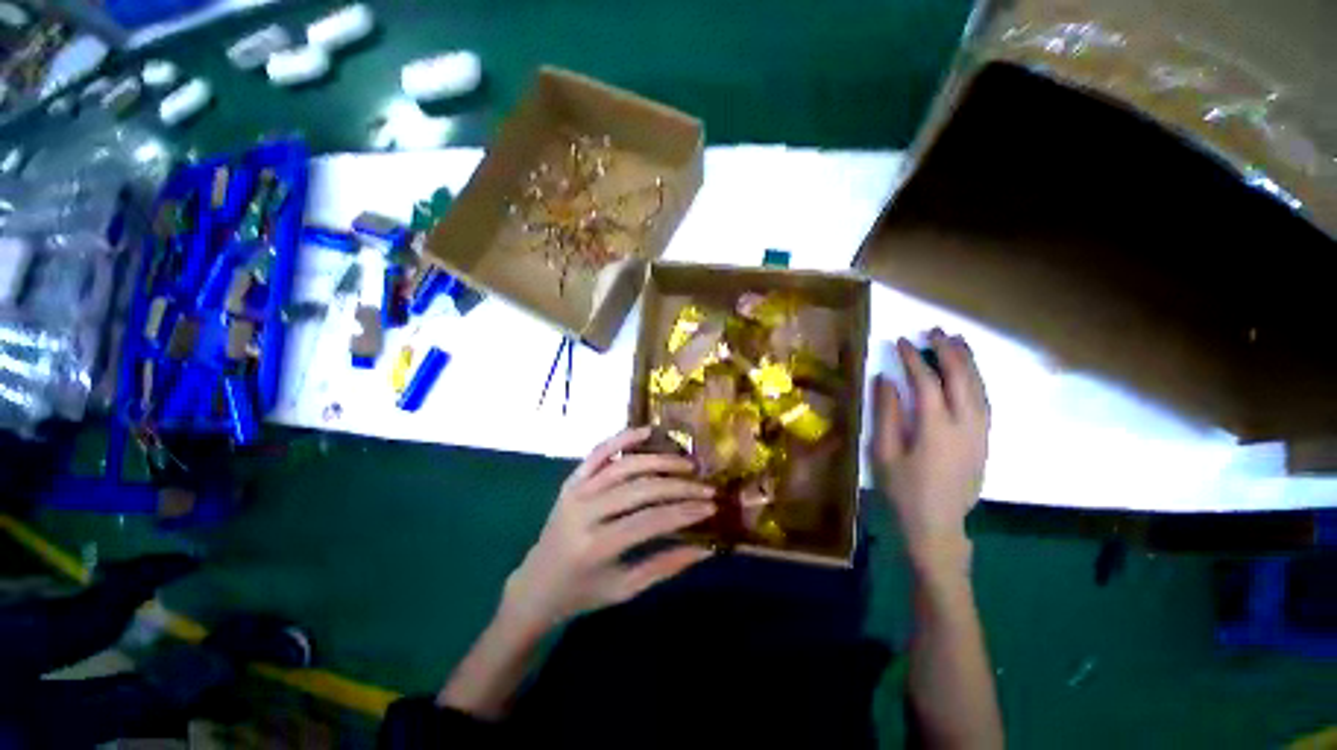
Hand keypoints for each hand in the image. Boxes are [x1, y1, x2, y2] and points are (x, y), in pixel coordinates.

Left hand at [501, 427, 716, 633]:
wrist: (535, 585)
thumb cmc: (582, 593)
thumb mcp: (625, 589)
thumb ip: (666, 566)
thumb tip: (707, 548)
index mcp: (596, 546)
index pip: (651, 521)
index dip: (685, 512)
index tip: (711, 506)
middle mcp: (585, 512)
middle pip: (641, 489)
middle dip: (679, 487)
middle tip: (706, 487)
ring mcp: (575, 491)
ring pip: (625, 466)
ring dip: (660, 461)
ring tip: (687, 464)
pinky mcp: (571, 480)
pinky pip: (598, 452)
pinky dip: (622, 437)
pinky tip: (646, 431)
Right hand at [872, 330, 988, 574]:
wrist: (937, 526)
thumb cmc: (903, 490)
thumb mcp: (884, 452)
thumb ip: (886, 413)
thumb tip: (886, 379)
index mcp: (935, 428)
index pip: (926, 381)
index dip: (913, 358)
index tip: (901, 341)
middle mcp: (965, 425)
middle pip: (961, 378)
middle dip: (947, 350)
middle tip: (934, 330)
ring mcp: (980, 433)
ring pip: (979, 387)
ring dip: (968, 361)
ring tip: (956, 340)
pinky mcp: (985, 441)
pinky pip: (985, 401)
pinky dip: (977, 380)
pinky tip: (969, 372)